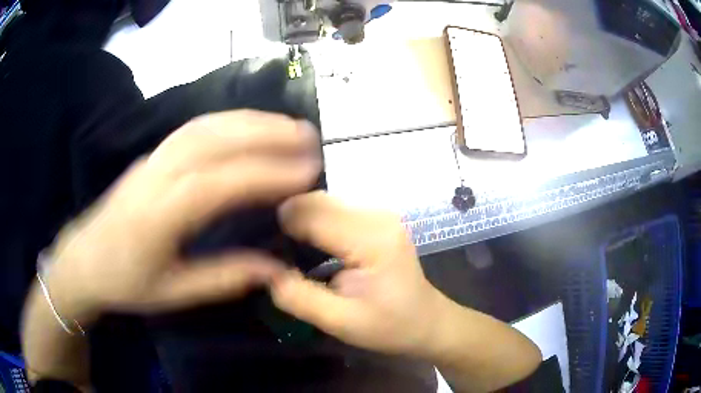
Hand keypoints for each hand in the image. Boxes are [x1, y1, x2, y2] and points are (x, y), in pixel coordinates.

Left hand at [45, 110, 320, 322]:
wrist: (84, 258)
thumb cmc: (125, 281)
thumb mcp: (172, 292)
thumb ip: (222, 278)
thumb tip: (274, 269)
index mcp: (158, 216)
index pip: (218, 184)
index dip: (264, 175)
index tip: (307, 173)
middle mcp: (156, 176)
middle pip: (213, 140)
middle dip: (265, 134)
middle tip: (309, 137)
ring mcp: (153, 159)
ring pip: (206, 126)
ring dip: (250, 120)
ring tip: (289, 126)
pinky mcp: (153, 154)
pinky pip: (195, 128)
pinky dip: (229, 121)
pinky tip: (251, 125)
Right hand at [269, 192, 444, 357]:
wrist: (427, 321)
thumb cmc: (390, 326)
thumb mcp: (341, 322)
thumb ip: (299, 296)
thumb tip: (262, 271)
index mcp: (372, 239)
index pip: (312, 213)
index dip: (280, 224)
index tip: (257, 241)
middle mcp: (377, 216)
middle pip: (317, 199)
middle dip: (287, 216)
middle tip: (265, 242)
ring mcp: (379, 214)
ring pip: (324, 200)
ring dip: (300, 216)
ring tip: (280, 241)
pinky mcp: (377, 219)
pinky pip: (336, 209)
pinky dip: (315, 220)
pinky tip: (305, 239)